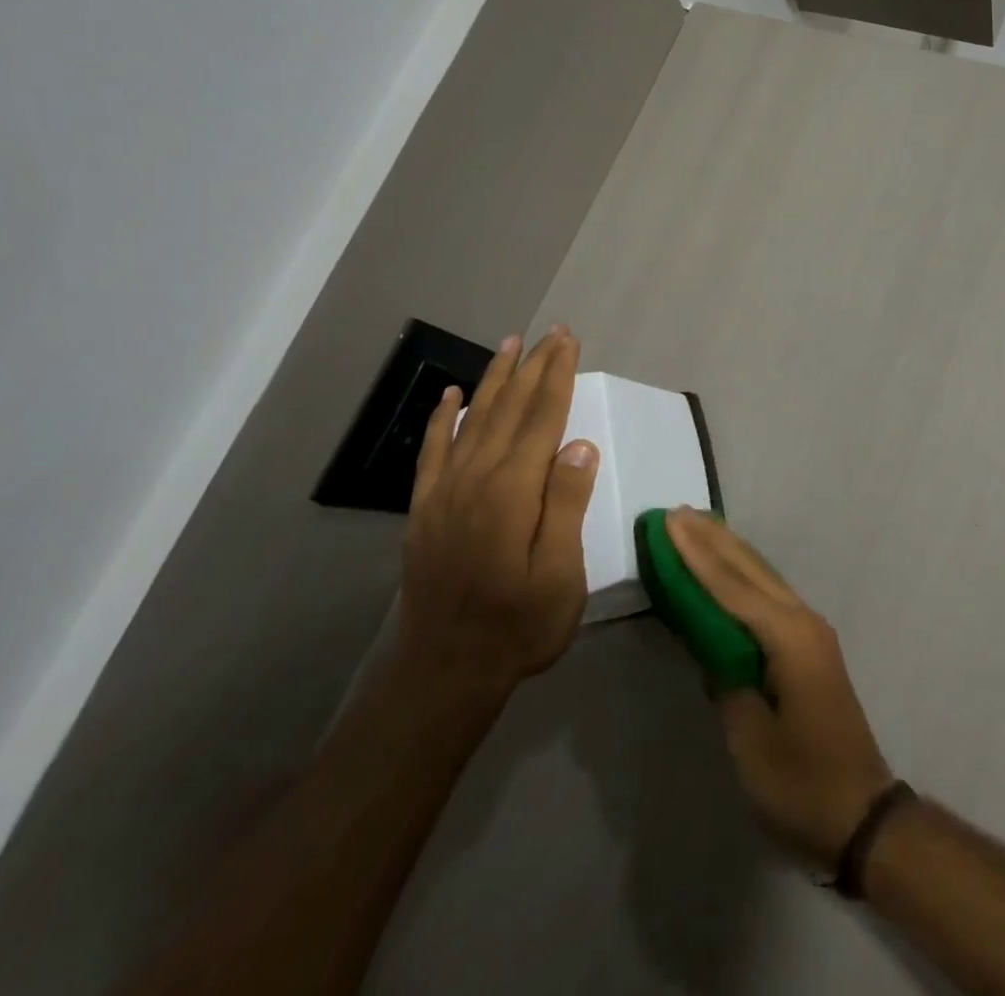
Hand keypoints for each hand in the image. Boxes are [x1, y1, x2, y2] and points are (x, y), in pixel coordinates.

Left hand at [397, 329, 599, 703]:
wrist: (445, 672)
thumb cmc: (518, 626)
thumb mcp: (560, 575)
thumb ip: (567, 506)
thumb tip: (580, 445)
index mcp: (513, 492)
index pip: (542, 419)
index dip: (558, 376)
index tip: (568, 341)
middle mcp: (476, 479)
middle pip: (509, 409)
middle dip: (533, 367)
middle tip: (551, 332)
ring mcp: (444, 492)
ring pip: (474, 420)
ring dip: (494, 379)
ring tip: (509, 345)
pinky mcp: (425, 509)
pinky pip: (433, 450)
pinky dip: (443, 418)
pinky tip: (452, 394)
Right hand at [666, 510, 893, 869]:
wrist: (861, 813)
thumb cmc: (801, 782)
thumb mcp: (750, 739)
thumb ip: (726, 681)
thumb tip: (709, 644)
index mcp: (788, 637)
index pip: (731, 586)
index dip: (695, 554)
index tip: (669, 522)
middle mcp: (802, 620)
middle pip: (750, 569)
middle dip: (712, 539)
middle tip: (677, 512)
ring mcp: (810, 631)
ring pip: (762, 577)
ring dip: (728, 551)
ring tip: (697, 526)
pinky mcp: (809, 646)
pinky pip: (769, 597)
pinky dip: (742, 577)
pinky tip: (727, 571)